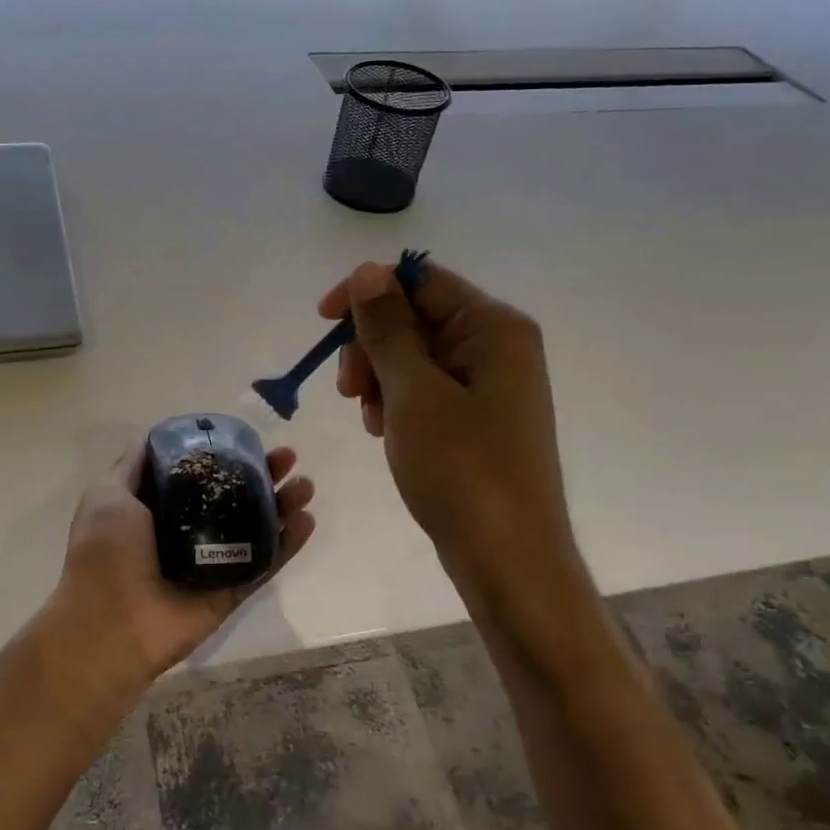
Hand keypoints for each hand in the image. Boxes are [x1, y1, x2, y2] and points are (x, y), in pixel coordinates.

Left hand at [42, 442, 316, 706]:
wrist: (110, 625)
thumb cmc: (105, 553)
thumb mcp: (108, 495)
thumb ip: (132, 466)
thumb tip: (154, 436)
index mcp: (159, 508)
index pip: (200, 474)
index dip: (223, 454)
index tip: (245, 438)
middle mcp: (188, 531)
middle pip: (234, 497)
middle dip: (262, 474)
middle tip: (287, 457)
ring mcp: (212, 562)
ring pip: (256, 527)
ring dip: (283, 504)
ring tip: (305, 484)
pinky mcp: (231, 591)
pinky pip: (265, 564)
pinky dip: (288, 544)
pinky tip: (307, 520)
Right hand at [320, 261, 581, 604]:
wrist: (507, 559)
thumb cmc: (462, 470)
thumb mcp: (414, 393)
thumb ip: (387, 328)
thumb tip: (367, 271)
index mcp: (494, 328)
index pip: (420, 280)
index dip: (366, 293)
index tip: (322, 321)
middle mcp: (497, 347)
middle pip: (415, 318)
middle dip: (372, 347)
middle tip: (350, 391)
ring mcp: (489, 384)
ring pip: (414, 356)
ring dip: (380, 379)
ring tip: (372, 421)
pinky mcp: (477, 417)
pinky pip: (426, 389)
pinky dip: (397, 403)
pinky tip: (386, 432)